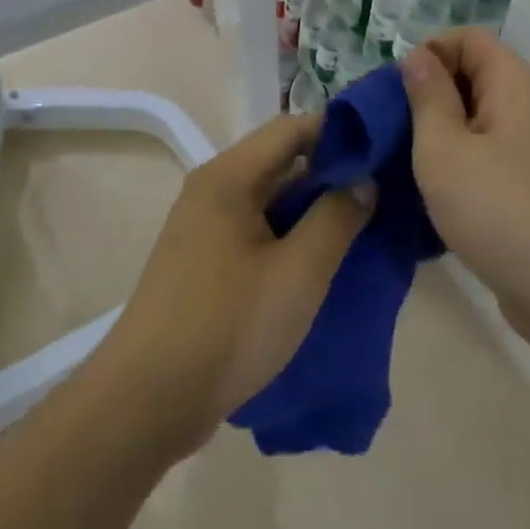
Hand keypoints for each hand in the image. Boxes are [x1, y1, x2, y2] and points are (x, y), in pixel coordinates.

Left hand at [97, 113, 373, 455]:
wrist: (146, 400)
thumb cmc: (228, 325)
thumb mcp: (298, 272)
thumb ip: (336, 218)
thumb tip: (364, 179)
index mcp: (229, 175)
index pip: (292, 128)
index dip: (338, 131)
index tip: (382, 148)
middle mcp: (212, 188)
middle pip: (279, 161)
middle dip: (329, 172)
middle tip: (380, 191)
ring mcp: (204, 225)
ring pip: (268, 198)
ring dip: (310, 208)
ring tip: (359, 224)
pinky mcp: (202, 260)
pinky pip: (255, 229)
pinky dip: (288, 234)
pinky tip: (318, 259)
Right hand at [401, 29, 529, 346]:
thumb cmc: (500, 210)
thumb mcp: (443, 148)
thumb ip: (427, 96)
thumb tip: (419, 56)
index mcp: (513, 83)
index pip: (468, 38)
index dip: (430, 52)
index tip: (398, 92)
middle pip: (474, 76)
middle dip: (429, 95)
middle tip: (393, 130)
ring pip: (479, 120)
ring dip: (441, 134)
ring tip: (407, 164)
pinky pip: (490, 156)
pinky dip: (462, 164)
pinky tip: (437, 196)